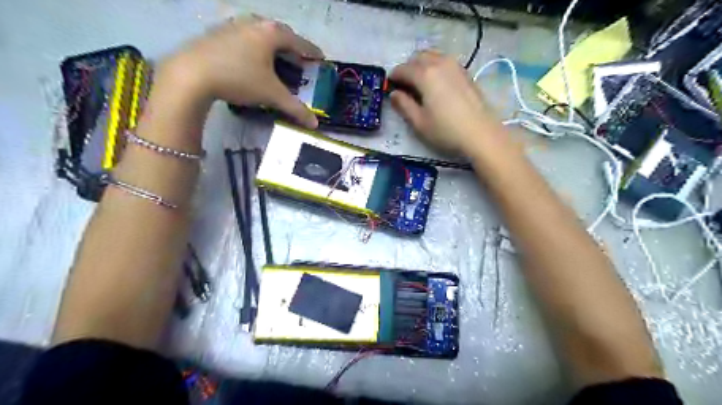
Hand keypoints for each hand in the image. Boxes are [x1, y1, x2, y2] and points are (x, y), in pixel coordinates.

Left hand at [161, 14, 325, 127]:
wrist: (190, 74)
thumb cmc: (239, 79)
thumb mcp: (271, 95)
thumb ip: (295, 108)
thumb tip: (315, 124)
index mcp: (271, 33)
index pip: (299, 41)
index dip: (312, 51)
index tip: (321, 58)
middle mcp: (254, 23)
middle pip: (280, 33)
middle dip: (292, 46)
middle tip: (299, 59)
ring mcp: (233, 25)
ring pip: (260, 33)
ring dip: (272, 45)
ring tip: (276, 58)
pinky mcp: (216, 32)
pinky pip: (244, 36)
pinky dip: (254, 46)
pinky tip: (250, 58)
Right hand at [389, 51, 503, 155]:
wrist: (480, 133)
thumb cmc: (446, 130)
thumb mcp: (419, 122)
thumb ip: (404, 105)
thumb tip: (394, 94)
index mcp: (425, 74)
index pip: (403, 69)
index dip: (393, 78)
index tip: (389, 88)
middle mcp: (439, 63)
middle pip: (417, 57)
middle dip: (407, 68)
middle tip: (404, 87)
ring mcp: (455, 66)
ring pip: (432, 56)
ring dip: (422, 66)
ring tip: (420, 85)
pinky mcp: (465, 72)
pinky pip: (444, 62)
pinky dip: (435, 68)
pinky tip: (436, 85)